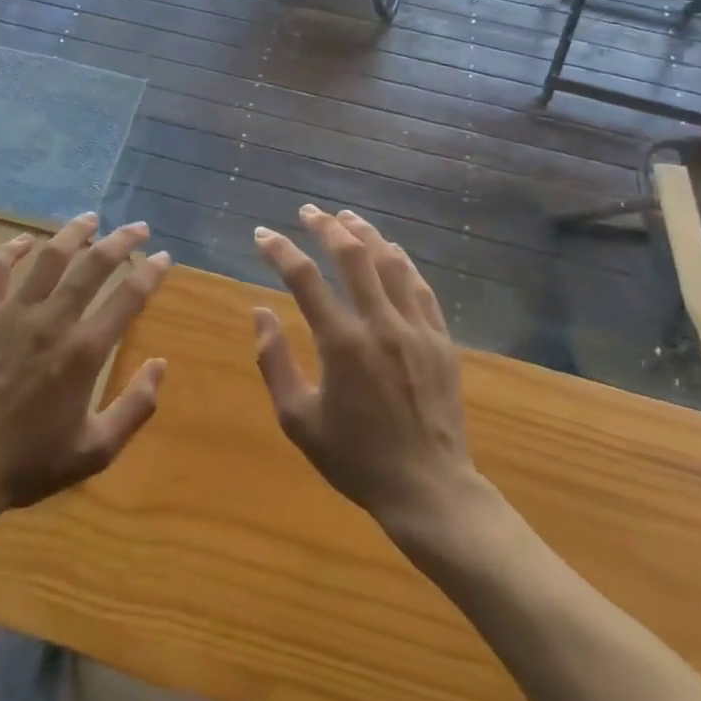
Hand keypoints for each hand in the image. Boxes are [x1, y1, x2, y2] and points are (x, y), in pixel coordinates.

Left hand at [0, 213, 172, 525]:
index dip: (150, 272)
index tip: (162, 257)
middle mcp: (54, 321)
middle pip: (94, 265)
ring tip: (90, 218)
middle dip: (121, 240)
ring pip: (50, 256)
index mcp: (85, 351)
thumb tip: (161, 364)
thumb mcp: (95, 450)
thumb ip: (135, 407)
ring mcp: (14, 314)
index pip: (128, 297)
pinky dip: (12, 248)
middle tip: (137, 227)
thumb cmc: (29, 462)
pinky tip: (26, 240)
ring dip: (74, 232)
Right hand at [251, 206, 481, 543]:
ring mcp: (415, 328)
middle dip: (325, 226)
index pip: (304, 279)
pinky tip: (390, 250)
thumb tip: (260, 312)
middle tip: (308, 211)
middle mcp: (380, 324)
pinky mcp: (440, 338)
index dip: (280, 250)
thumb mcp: (298, 420)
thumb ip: (275, 362)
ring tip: (346, 217)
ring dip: (365, 234)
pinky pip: (419, 285)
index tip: (263, 234)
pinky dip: (401, 261)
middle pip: (352, 256)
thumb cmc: (356, 458)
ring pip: (390, 262)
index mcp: (341, 344)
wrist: (428, 489)